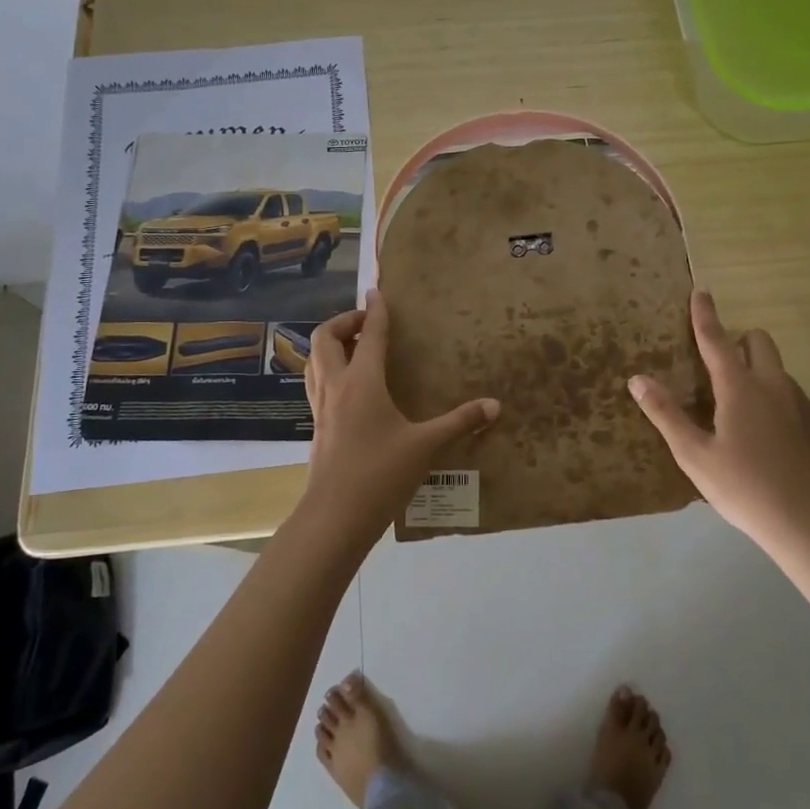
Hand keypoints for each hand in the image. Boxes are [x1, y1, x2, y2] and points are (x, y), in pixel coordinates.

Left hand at [303, 289, 500, 536]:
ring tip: (354, 347)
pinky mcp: (316, 426)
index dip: (375, 310)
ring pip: (313, 360)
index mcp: (362, 382)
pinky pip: (316, 383)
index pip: (368, 334)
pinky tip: (348, 387)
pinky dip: (328, 369)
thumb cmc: (381, 474)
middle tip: (366, 323)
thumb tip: (496, 405)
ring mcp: (321, 407)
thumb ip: (460, 422)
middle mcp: (336, 386)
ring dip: (330, 344)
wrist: (335, 517)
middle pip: (325, 338)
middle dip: (343, 321)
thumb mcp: (426, 446)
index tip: (377, 291)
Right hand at [628, 290, 809, 554]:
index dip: (705, 315)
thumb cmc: (744, 488)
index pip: (716, 340)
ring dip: (761, 379)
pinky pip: (800, 407)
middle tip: (722, 367)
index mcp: (739, 389)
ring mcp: (806, 407)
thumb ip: (666, 414)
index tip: (701, 291)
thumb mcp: (694, 455)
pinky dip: (783, 413)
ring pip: (780, 375)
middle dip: (741, 341)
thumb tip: (638, 379)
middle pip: (760, 342)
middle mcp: (775, 387)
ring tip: (746, 419)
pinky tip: (777, 449)